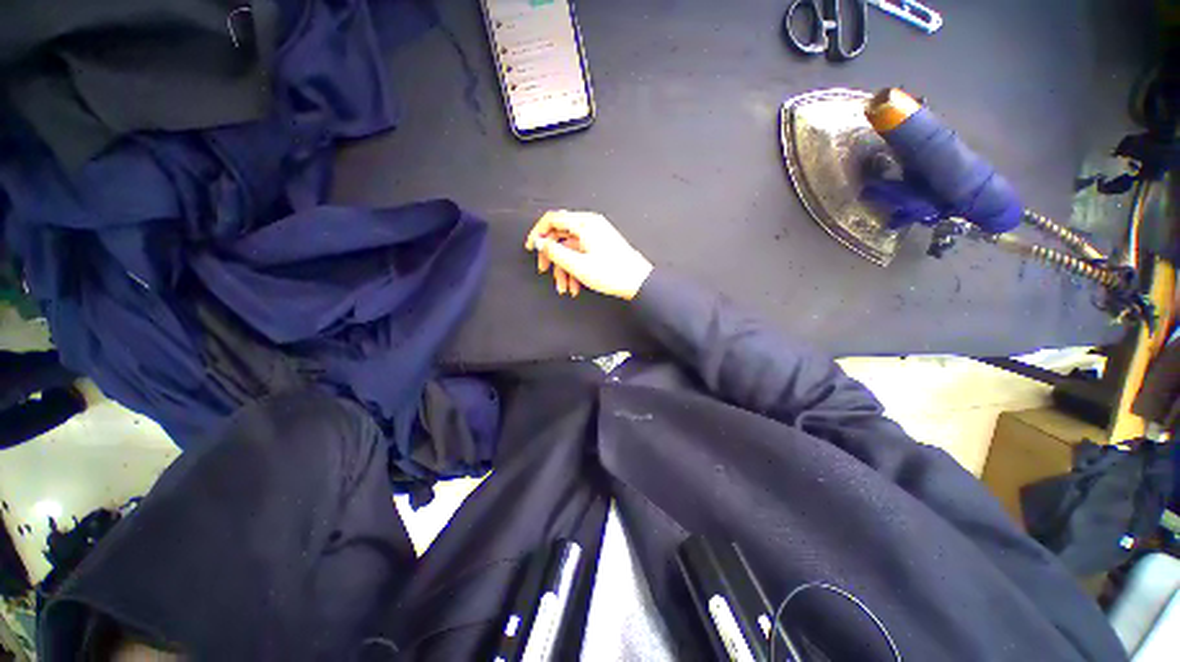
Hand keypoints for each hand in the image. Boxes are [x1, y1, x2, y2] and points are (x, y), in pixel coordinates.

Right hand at [525, 211, 653, 299]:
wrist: (638, 282)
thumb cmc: (612, 273)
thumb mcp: (577, 265)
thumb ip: (554, 252)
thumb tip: (539, 242)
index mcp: (584, 223)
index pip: (552, 219)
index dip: (537, 232)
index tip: (530, 248)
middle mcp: (589, 226)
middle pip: (560, 235)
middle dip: (551, 255)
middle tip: (544, 271)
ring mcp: (596, 236)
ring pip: (570, 248)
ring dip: (563, 268)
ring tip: (564, 288)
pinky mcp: (600, 247)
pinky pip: (580, 254)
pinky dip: (574, 269)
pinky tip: (575, 286)